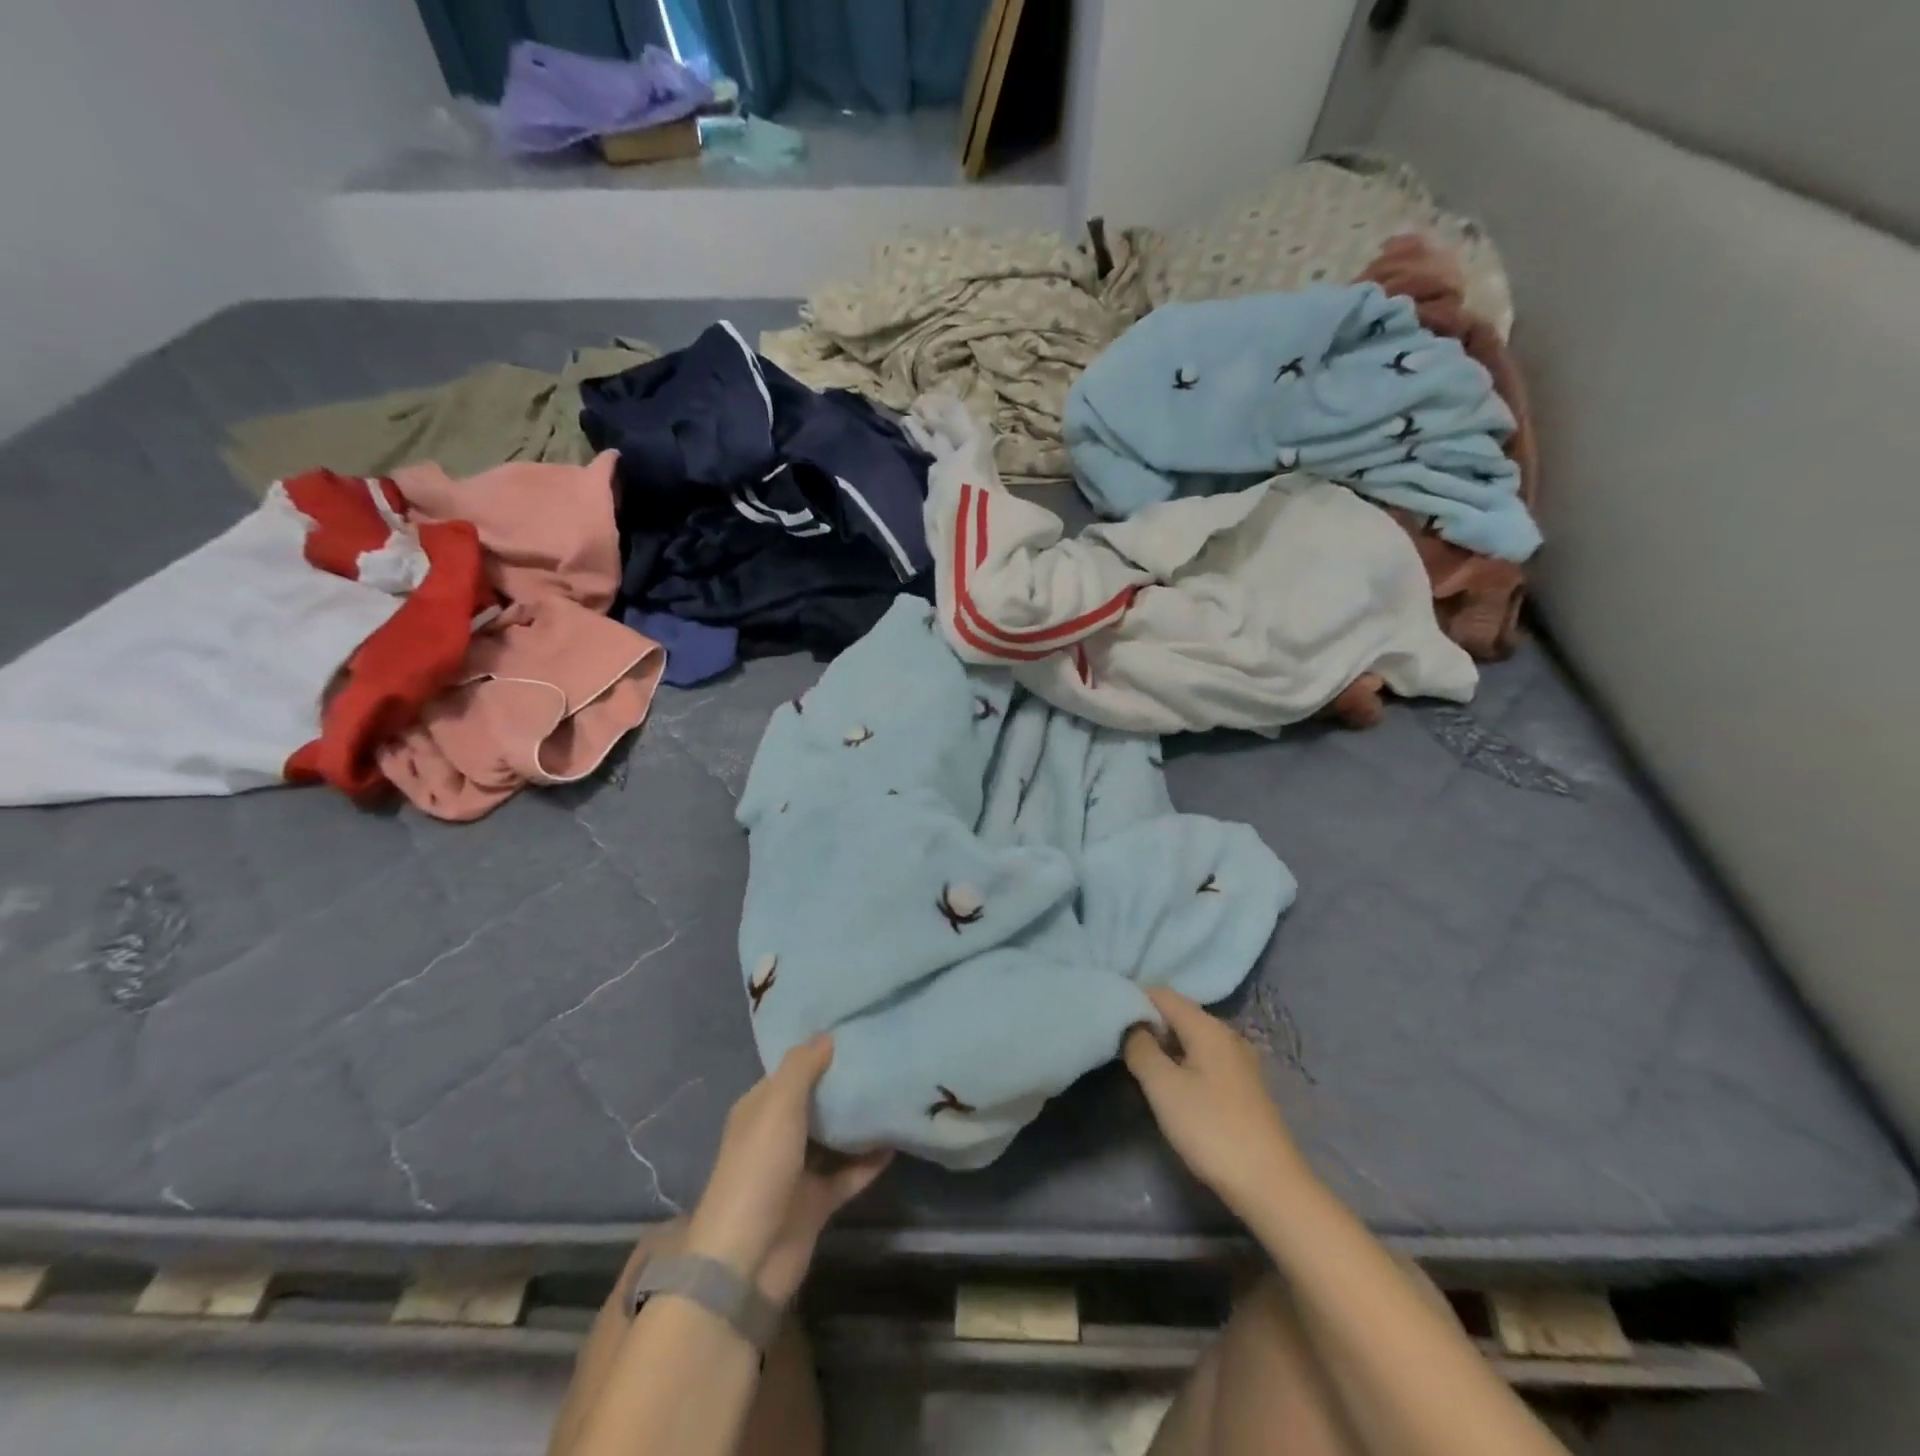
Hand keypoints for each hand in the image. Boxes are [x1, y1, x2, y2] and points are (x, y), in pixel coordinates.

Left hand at [685, 1036, 891, 1303]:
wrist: (747, 1260)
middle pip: (816, 1102)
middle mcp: (777, 1135)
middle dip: (844, 1084)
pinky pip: (850, 1173)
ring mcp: (798, 1171)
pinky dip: (870, 1160)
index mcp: (760, 1110)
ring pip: (835, 1137)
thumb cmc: (758, 1169)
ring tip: (895, 1091)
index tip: (855, 1031)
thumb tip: (827, 1036)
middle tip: (884, 1056)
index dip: (818, 1052)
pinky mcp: (818, 1202)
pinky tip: (898, 1139)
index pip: (792, 1071)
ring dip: (859, 1121)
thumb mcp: (777, 1107)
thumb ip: (802, 1068)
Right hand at [1123, 988, 1307, 1218]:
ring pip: (1192, 1038)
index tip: (1109, 1017)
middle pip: (1179, 1014)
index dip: (1134, 1000)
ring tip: (1140, 1063)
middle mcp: (1228, 1035)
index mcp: (1208, 1027)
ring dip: (1165, 1046)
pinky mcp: (1245, 1087)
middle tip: (1119, 1042)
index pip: (1163, 994)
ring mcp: (1240, 1061)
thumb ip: (1141, 1049)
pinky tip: (1172, 1085)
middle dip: (1149, 1024)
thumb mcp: (1163, 1088)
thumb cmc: (1211, 1129)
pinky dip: (1183, 1062)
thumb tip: (1132, 1026)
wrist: (1270, 1186)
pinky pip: (1205, 1058)